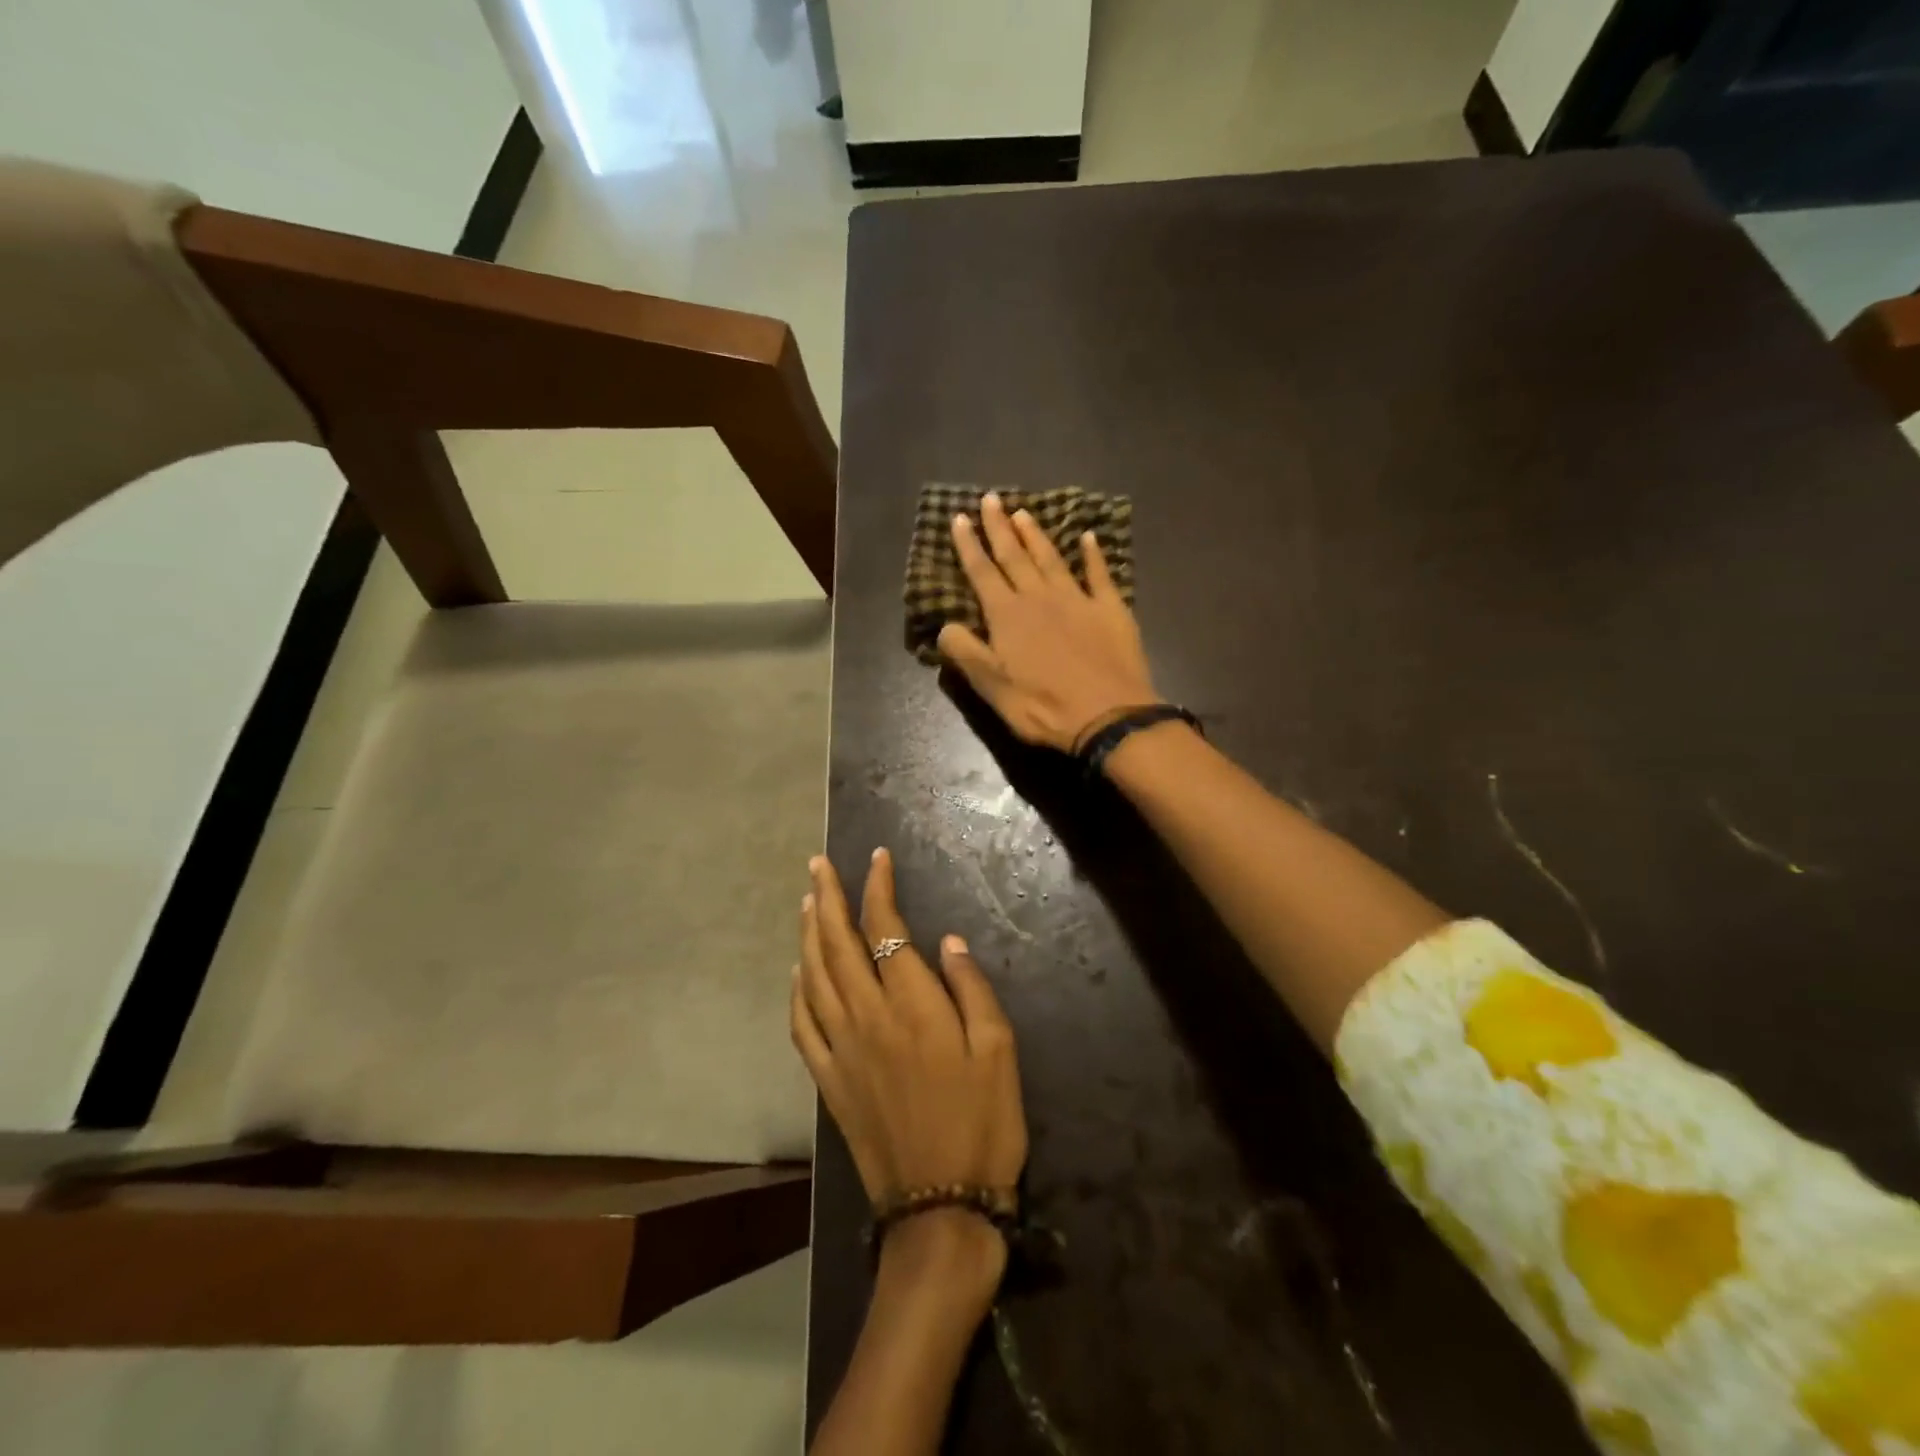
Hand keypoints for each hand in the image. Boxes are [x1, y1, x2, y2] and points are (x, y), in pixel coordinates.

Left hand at [791, 849, 1027, 1209]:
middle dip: (827, 897)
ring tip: (806, 902)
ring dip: (807, 934)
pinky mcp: (829, 1081)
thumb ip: (972, 989)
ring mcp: (841, 1050)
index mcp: (912, 1005)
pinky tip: (797, 973)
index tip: (877, 858)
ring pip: (814, 977)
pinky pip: (801, 1026)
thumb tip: (946, 941)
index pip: (885, 928)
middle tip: (817, 864)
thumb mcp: (1000, 1051)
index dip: (878, 887)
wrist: (941, 1207)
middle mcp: (867, 1017)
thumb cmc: (983, 1124)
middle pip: (838, 944)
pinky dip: (796, 992)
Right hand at [937, 491, 1158, 751]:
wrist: (1107, 715)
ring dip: (1036, 535)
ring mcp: (1077, 599)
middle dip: (999, 527)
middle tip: (991, 498)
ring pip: (1051, 558)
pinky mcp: (1110, 609)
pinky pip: (1099, 574)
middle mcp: (1039, 597)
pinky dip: (1094, 554)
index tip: (958, 518)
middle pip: (1014, 556)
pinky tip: (1089, 537)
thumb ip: (965, 652)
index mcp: (1007, 615)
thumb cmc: (1042, 706)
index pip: (982, 572)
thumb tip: (945, 625)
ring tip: (1023, 512)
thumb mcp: (991, 687)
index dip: (968, 545)